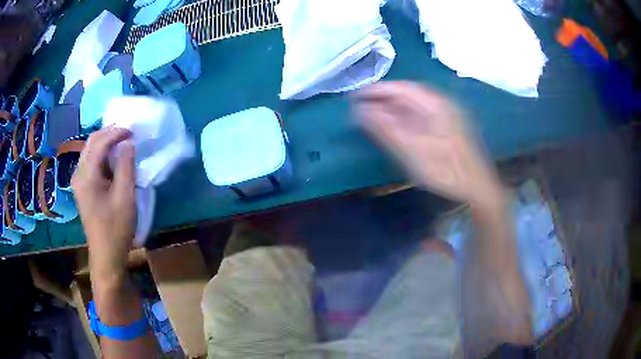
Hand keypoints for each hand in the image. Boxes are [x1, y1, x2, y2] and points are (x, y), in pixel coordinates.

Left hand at [72, 127, 135, 283]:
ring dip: (105, 142)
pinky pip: (90, 162)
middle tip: (127, 132)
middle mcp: (78, 174)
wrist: (106, 254)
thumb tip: (128, 143)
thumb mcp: (125, 197)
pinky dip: (102, 154)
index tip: (133, 130)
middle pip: (91, 142)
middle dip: (109, 133)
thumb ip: (126, 167)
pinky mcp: (82, 188)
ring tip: (122, 142)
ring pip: (89, 150)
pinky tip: (112, 158)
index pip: (99, 143)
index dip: (116, 132)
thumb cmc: (116, 227)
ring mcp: (78, 181)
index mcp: (86, 176)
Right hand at [353, 81, 503, 207]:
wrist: (478, 187)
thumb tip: (359, 110)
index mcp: (435, 103)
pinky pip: (422, 114)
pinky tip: (396, 125)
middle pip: (408, 94)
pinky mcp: (448, 126)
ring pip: (415, 104)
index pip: (400, 88)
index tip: (355, 95)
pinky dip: (405, 117)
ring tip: (373, 114)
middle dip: (383, 99)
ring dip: (393, 108)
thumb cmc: (446, 169)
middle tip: (361, 105)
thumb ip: (386, 128)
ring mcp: (447, 114)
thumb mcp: (412, 150)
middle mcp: (442, 103)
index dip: (376, 90)